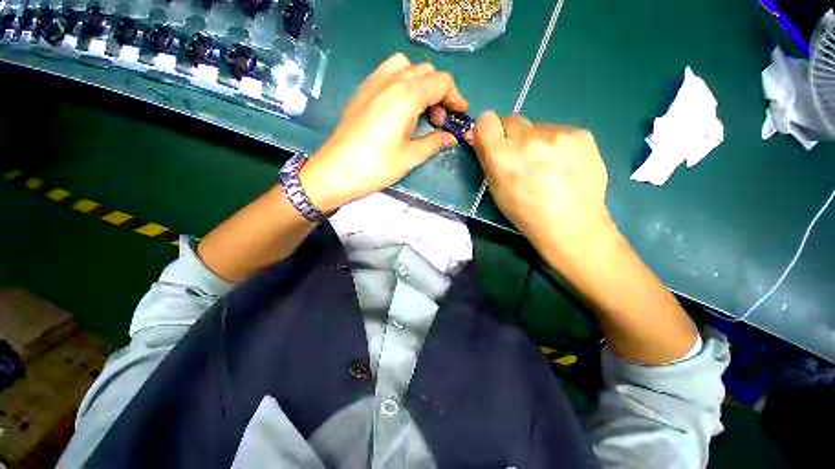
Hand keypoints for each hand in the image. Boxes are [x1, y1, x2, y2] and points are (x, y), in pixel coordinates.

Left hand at [299, 53, 468, 211]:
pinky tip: (400, 106)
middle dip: (440, 92)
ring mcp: (373, 83)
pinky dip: (401, 81)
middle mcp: (391, 80)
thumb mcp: (410, 157)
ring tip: (420, 109)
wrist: (336, 171)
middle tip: (439, 120)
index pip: (441, 82)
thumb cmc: (376, 167)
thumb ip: (434, 142)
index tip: (461, 114)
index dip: (456, 97)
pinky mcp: (362, 91)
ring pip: (406, 67)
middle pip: (426, 71)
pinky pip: (387, 72)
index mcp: (406, 96)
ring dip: (420, 83)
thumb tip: (452, 138)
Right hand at [472, 112, 613, 256]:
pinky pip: (558, 131)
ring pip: (536, 127)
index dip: (487, 130)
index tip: (492, 142)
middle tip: (520, 158)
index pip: (486, 120)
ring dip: (534, 140)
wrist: (571, 224)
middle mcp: (528, 139)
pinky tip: (563, 164)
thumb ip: (486, 159)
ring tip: (546, 165)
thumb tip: (476, 136)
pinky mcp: (581, 134)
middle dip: (510, 136)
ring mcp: (558, 134)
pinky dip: (555, 143)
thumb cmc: (525, 213)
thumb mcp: (496, 189)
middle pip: (512, 120)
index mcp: (502, 156)